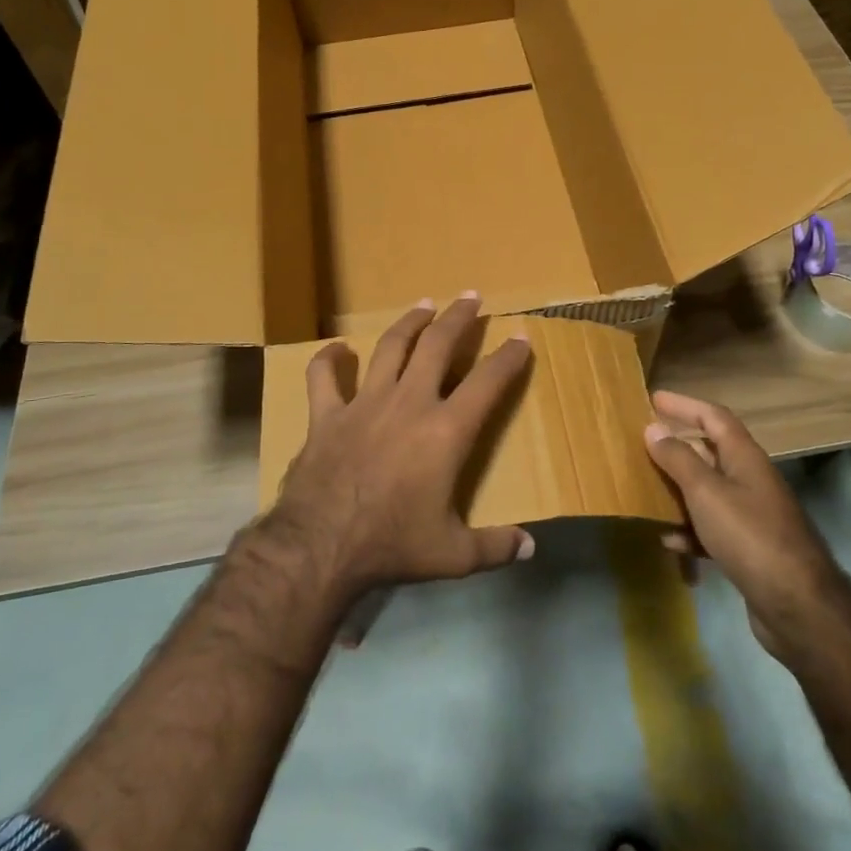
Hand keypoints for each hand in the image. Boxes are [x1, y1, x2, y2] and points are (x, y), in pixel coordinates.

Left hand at [265, 295, 534, 597]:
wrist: (320, 547)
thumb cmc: (392, 545)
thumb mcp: (452, 554)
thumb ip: (494, 546)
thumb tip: (530, 549)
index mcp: (446, 431)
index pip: (488, 382)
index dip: (509, 357)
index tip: (521, 337)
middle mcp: (409, 403)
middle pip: (438, 345)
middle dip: (458, 317)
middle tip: (471, 296)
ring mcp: (365, 403)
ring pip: (391, 348)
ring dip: (410, 322)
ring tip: (424, 304)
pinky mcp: (327, 415)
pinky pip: (324, 377)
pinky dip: (330, 360)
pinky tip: (337, 349)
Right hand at [643, 390, 831, 660]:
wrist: (796, 605)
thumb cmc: (749, 536)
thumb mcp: (706, 492)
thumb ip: (678, 459)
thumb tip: (654, 427)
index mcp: (745, 457)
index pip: (714, 417)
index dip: (685, 405)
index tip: (654, 399)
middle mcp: (750, 479)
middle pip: (710, 452)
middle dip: (677, 447)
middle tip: (643, 445)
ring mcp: (752, 515)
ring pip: (708, 491)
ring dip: (679, 490)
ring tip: (647, 491)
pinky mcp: (749, 548)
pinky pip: (712, 528)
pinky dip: (690, 530)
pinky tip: (670, 541)